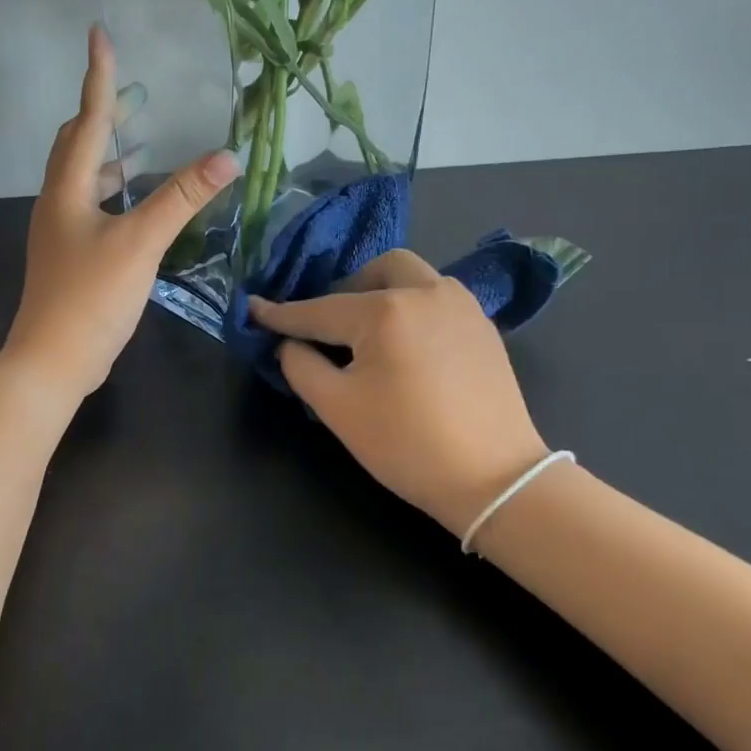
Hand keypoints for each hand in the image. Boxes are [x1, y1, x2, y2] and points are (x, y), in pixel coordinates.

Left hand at [2, 27, 240, 399]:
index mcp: (67, 189)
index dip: (97, 77)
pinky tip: (137, 203)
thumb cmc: (91, 296)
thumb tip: (225, 157)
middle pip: (75, 144)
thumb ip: (182, 199)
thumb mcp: (141, 243)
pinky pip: (91, 205)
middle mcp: (58, 201)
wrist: (53, 360)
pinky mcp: (70, 254)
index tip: (99, 34)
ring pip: (83, 177)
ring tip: (141, 142)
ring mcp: (61, 230)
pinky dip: (113, 191)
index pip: (86, 120)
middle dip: (100, 115)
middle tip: (131, 97)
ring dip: (108, 155)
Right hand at [250, 251, 549, 536]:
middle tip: (330, 326)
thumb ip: (300, 365)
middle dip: (344, 290)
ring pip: (412, 276)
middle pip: (375, 270)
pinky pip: (436, 298)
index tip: (253, 309)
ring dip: (382, 292)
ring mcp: (461, 306)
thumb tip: (289, 343)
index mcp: (385, 310)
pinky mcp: (484, 326)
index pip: (319, 309)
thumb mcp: (337, 408)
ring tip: (369, 334)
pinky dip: (411, 308)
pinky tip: (406, 346)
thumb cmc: (407, 444)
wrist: (496, 480)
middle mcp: (426, 292)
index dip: (282, 314)